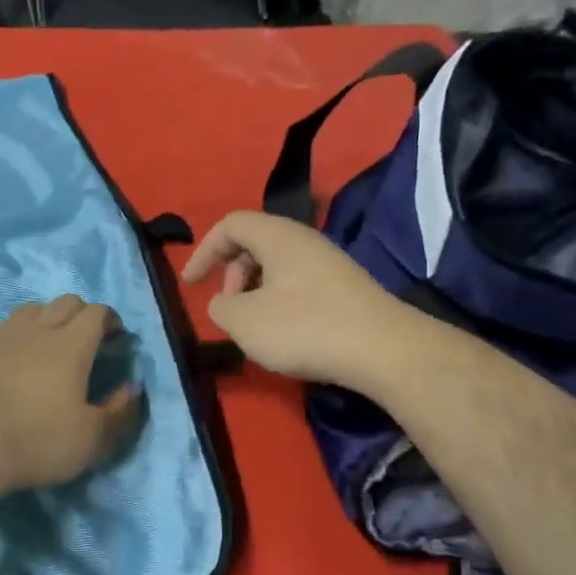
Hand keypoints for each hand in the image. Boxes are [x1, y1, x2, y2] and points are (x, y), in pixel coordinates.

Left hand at [0, 296, 142, 493]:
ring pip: (26, 310)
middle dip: (80, 313)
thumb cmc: (37, 440)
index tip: (116, 338)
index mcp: (72, 345)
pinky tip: (0, 353)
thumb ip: (120, 411)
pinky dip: (0, 338)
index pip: (97, 312)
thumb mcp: (93, 439)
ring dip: (42, 319)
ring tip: (44, 343)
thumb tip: (134, 387)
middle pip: (64, 302)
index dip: (110, 319)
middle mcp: (37, 330)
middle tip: (85, 339)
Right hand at [181, 210, 409, 389]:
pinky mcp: (346, 288)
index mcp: (278, 236)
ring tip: (253, 325)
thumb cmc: (305, 328)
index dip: (204, 250)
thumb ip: (220, 307)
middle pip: (255, 242)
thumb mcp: (244, 322)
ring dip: (255, 290)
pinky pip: (299, 283)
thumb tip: (225, 303)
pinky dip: (279, 301)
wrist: (384, 350)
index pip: (231, 225)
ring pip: (278, 265)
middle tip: (228, 307)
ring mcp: (330, 263)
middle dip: (231, 272)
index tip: (191, 283)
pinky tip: (285, 333)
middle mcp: (305, 240)